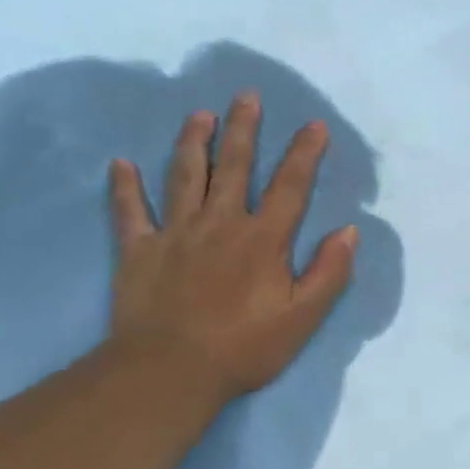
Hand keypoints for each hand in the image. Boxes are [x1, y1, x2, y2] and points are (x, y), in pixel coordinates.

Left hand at [105, 91, 357, 405]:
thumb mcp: (303, 318)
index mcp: (263, 239)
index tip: (314, 124)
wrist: (170, 372)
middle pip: (233, 166)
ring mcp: (175, 233)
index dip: (304, 153)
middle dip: (243, 129)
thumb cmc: (244, 347)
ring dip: (192, 142)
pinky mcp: (139, 251)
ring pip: (184, 176)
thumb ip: (329, 272)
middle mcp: (220, 223)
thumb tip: (349, 231)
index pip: (290, 186)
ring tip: (199, 114)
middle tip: (246, 95)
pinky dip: (124, 187)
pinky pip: (129, 211)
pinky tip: (120, 164)